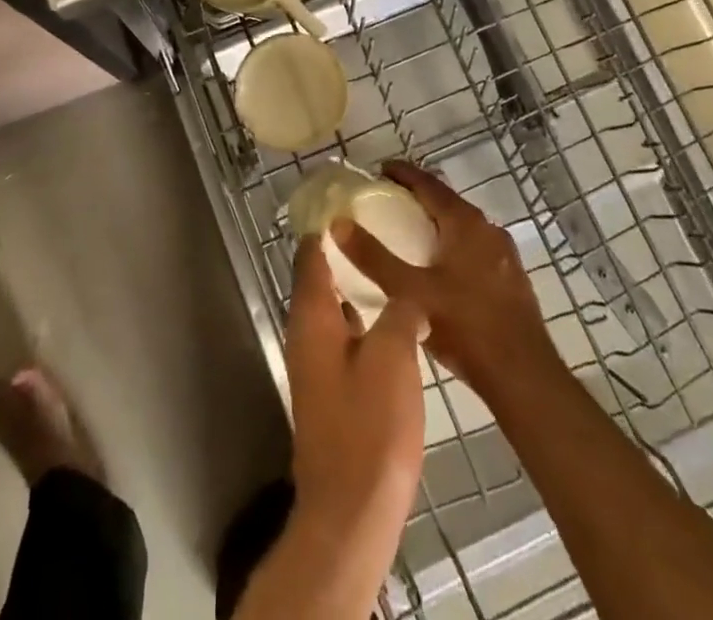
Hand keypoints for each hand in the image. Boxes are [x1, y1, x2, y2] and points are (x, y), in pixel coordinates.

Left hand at [284, 235, 425, 548]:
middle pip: (317, 279)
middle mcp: (304, 334)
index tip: (347, 201)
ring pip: (331, 311)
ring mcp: (314, 366)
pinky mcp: (329, 392)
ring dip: (353, 288)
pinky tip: (391, 325)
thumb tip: (408, 298)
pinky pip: (342, 338)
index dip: (325, 225)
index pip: (310, 254)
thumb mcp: (393, 357)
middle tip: (377, 230)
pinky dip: (360, 321)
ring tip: (389, 270)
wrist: (351, 511)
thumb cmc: (369, 427)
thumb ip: (399, 314)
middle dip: (342, 253)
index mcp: (312, 316)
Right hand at [334, 162, 563, 401]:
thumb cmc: (465, 326)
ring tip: (407, 234)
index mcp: (465, 222)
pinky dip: (451, 245)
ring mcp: (503, 254)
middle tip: (386, 202)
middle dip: (417, 197)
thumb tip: (338, 223)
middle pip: (446, 202)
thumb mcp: (410, 292)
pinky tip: (438, 268)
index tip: (378, 170)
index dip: (402, 173)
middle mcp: (487, 229)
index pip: (428, 183)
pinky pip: (474, 248)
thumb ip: (373, 257)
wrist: (524, 377)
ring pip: (462, 226)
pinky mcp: (511, 279)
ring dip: (435, 223)